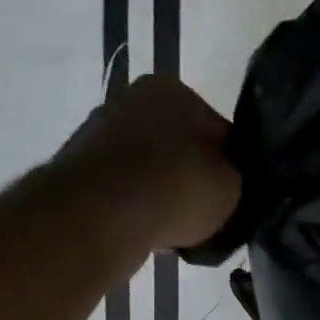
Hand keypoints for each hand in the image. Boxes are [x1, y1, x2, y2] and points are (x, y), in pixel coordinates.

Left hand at [55, 75, 240, 251]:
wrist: (104, 214)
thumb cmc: (180, 186)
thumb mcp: (235, 185)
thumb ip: (239, 177)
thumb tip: (231, 182)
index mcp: (174, 89)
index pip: (221, 131)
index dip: (235, 167)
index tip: (239, 196)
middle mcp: (132, 99)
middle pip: (182, 147)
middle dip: (195, 177)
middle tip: (213, 214)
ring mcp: (100, 132)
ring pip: (152, 169)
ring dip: (167, 193)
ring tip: (183, 229)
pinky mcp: (80, 167)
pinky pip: (126, 190)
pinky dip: (140, 206)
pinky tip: (153, 230)